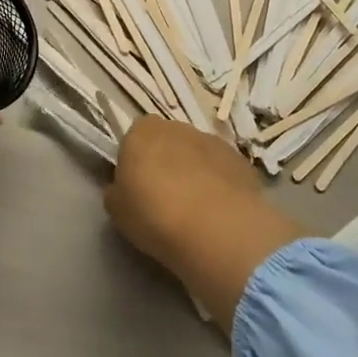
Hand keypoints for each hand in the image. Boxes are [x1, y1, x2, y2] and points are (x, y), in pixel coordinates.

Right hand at [105, 117, 263, 268]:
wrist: (218, 229)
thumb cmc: (156, 215)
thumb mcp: (117, 210)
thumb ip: (117, 192)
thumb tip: (123, 189)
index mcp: (141, 132)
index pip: (132, 139)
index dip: (134, 163)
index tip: (137, 188)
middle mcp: (177, 127)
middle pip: (166, 142)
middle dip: (165, 163)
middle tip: (164, 199)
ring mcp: (212, 141)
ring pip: (196, 154)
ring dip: (194, 172)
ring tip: (195, 210)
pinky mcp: (240, 160)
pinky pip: (221, 170)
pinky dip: (218, 184)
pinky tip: (218, 213)